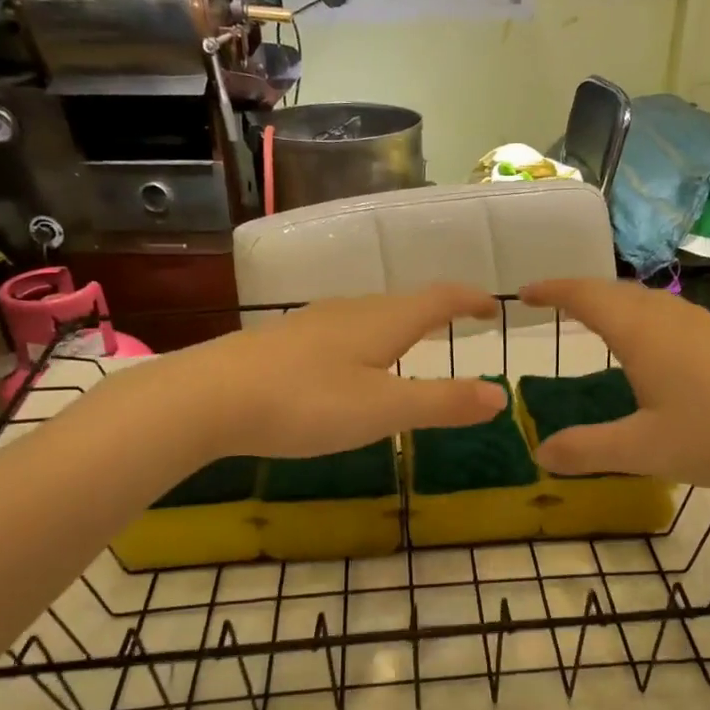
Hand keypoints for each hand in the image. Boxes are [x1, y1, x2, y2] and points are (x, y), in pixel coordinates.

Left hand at [156, 284, 507, 460]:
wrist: (209, 398)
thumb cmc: (307, 402)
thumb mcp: (384, 410)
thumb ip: (443, 403)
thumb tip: (500, 395)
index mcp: (383, 321)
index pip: (439, 299)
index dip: (469, 301)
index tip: (493, 308)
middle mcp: (350, 311)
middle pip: (404, 302)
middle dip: (437, 311)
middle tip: (457, 323)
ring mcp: (313, 323)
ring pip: (370, 315)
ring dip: (400, 324)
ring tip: (411, 343)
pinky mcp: (285, 342)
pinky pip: (342, 331)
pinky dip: (367, 340)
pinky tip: (350, 364)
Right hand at [518, 278, 709, 492]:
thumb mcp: (645, 450)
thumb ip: (588, 450)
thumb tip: (540, 452)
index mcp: (642, 333)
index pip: (586, 296)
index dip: (552, 291)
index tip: (523, 295)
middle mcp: (670, 317)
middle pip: (615, 291)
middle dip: (578, 293)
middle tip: (550, 306)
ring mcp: (702, 326)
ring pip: (645, 301)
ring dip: (612, 303)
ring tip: (592, 322)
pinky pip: (667, 316)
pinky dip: (639, 319)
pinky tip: (648, 349)